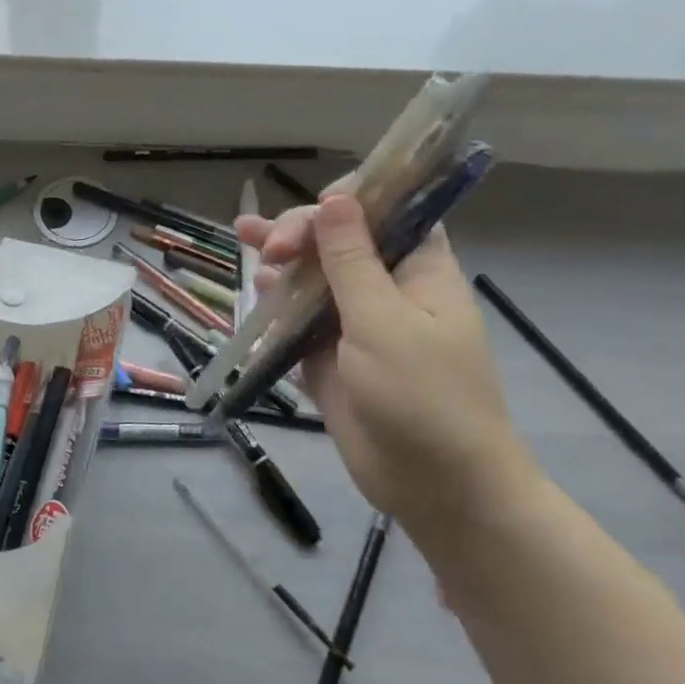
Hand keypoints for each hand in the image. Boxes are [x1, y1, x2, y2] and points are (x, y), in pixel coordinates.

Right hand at [237, 196, 539, 533]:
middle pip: (340, 242)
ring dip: (284, 265)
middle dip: (302, 234)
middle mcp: (387, 289)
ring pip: (314, 281)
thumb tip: (336, 198)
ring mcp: (356, 325)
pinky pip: (299, 323)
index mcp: (418, 270)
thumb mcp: (384, 321)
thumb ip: (352, 261)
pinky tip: (258, 298)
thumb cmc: (423, 396)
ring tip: (250, 250)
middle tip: (271, 248)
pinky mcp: (331, 359)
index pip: (388, 211)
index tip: (315, 210)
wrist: (435, 485)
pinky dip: (278, 309)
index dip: (350, 200)